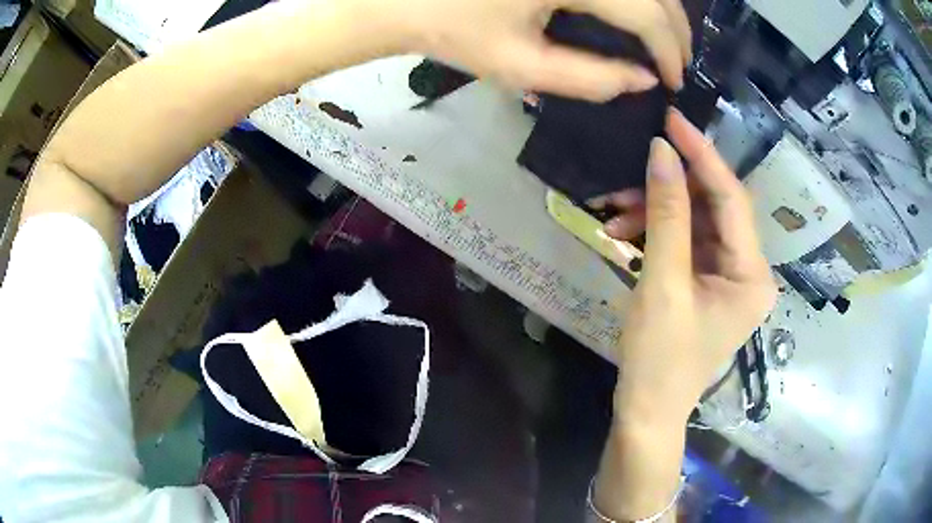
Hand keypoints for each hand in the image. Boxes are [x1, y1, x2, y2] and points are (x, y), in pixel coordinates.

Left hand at [391, 0, 692, 99]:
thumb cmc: (454, 32)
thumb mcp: (521, 66)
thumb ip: (590, 79)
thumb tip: (644, 81)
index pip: (646, 14)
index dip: (669, 50)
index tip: (677, 81)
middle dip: (675, 28)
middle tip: (680, 62)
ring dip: (661, 8)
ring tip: (666, 40)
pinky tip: (637, 12)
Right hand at [614, 111, 776, 425]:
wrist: (646, 411)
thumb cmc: (659, 359)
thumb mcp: (662, 283)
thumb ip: (667, 213)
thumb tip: (661, 151)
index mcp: (753, 275)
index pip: (732, 199)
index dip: (702, 155)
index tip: (671, 119)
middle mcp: (749, 270)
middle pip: (714, 207)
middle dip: (671, 188)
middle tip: (629, 169)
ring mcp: (728, 275)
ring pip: (695, 221)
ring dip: (655, 211)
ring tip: (614, 213)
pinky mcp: (707, 281)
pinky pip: (685, 241)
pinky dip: (655, 233)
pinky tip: (623, 234)